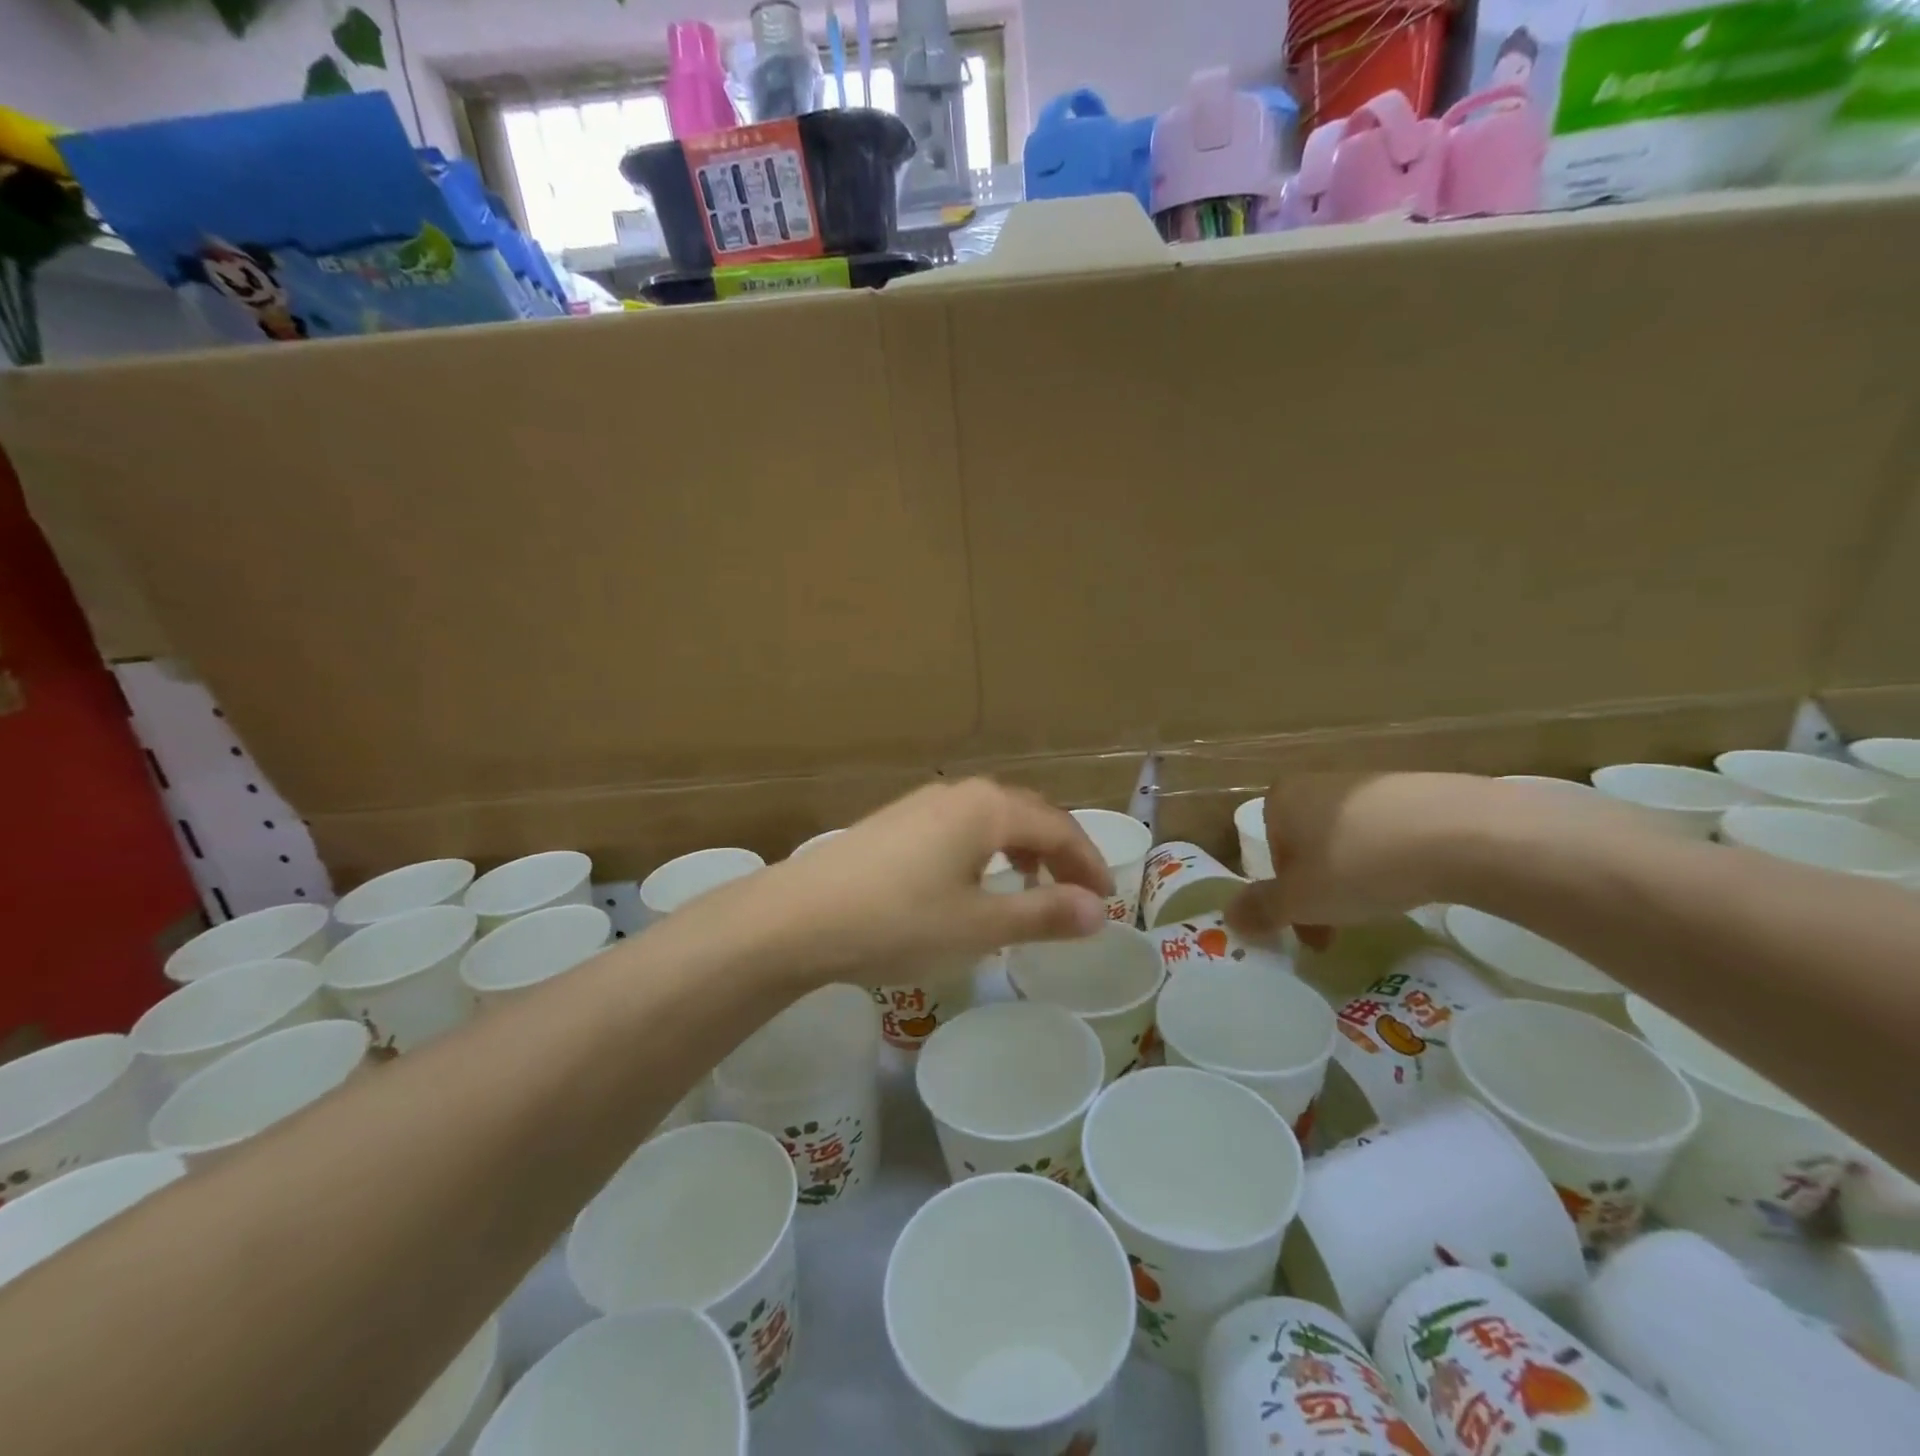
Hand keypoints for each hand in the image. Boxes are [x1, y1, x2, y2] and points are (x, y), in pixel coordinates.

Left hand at [682, 779, 1114, 985]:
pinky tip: (972, 884)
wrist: (798, 917)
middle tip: (1076, 894)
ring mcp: (922, 803)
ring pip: (991, 818)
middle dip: (1059, 852)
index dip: (1088, 863)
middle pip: (1027, 814)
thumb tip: (1098, 909)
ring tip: (1030, 889)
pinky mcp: (895, 821)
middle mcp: (959, 793)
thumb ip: (1043, 913)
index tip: (1107, 901)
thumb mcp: (980, 926)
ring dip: (1022, 849)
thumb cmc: (899, 921)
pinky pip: (960, 827)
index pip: (1058, 826)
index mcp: (988, 808)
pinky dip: (986, 851)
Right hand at [1226, 773, 1493, 940]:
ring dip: (1357, 876)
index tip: (1309, 927)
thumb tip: (1228, 918)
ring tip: (1385, 907)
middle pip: (1309, 846)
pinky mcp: (1418, 791)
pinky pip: (1391, 833)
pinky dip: (1395, 859)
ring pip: (1350, 840)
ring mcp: (1370, 783)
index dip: (1287, 895)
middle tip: (1341, 929)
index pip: (1271, 853)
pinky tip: (1418, 881)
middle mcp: (1319, 783)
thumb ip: (1261, 909)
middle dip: (1321, 889)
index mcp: (1282, 799)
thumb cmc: (1358, 864)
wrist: (1459, 833)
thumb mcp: (1300, 900)